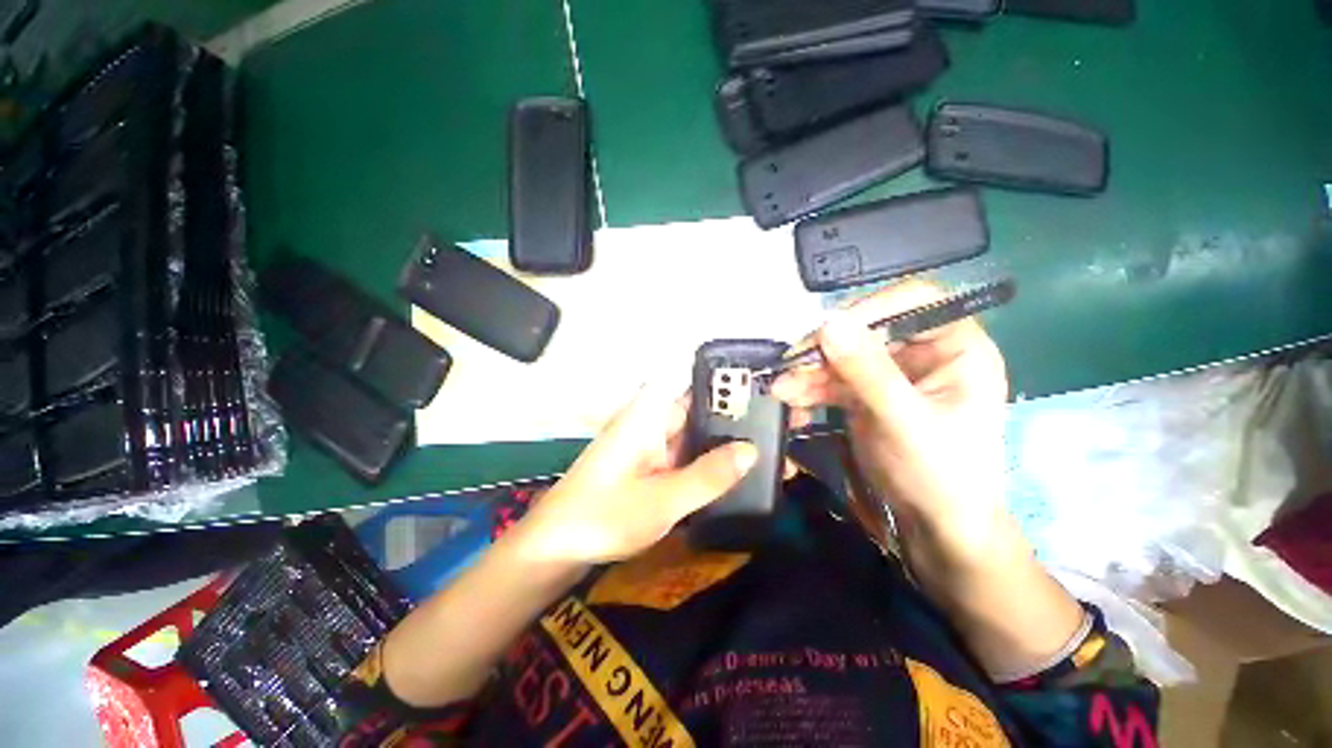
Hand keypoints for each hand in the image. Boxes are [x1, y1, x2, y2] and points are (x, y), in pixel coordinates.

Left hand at [514, 385, 758, 565]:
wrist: (555, 548)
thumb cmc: (603, 516)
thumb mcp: (662, 500)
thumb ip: (708, 475)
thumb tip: (752, 450)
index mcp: (648, 413)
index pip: (692, 381)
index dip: (727, 379)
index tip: (765, 387)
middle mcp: (651, 420)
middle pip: (700, 409)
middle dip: (736, 417)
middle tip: (781, 424)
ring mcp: (651, 444)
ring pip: (695, 435)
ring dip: (725, 442)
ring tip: (772, 447)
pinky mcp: (651, 465)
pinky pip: (686, 456)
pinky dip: (709, 463)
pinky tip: (739, 472)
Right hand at [770, 281, 1008, 547]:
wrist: (937, 528)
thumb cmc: (941, 474)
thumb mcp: (904, 420)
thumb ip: (867, 371)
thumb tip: (828, 322)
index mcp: (956, 347)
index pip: (913, 301)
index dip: (870, 309)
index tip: (828, 330)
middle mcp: (923, 353)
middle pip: (867, 330)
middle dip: (826, 349)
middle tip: (790, 363)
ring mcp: (891, 375)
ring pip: (843, 357)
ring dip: (810, 371)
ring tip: (781, 388)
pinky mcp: (867, 395)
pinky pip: (833, 381)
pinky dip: (810, 389)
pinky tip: (790, 399)